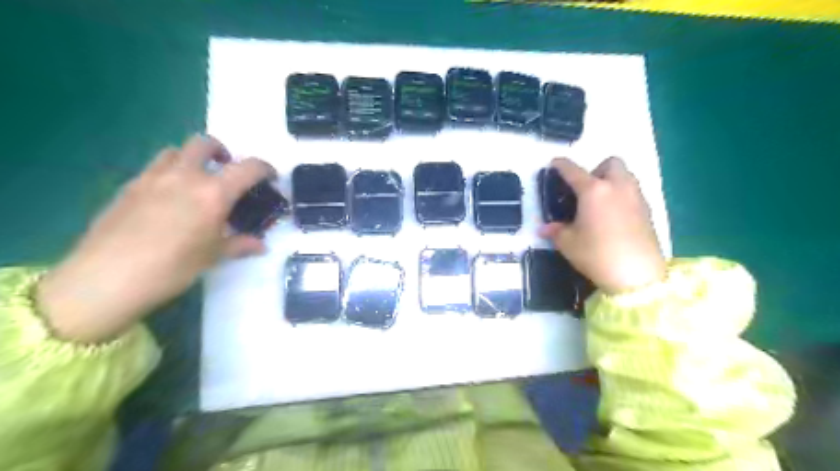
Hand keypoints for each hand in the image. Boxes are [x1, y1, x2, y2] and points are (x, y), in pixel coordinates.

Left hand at [38, 134, 274, 342]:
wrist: (107, 277)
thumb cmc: (173, 267)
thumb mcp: (213, 256)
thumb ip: (240, 244)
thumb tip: (260, 245)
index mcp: (213, 193)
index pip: (248, 168)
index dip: (265, 169)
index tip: (271, 177)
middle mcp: (184, 176)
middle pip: (205, 144)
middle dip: (222, 151)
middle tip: (227, 169)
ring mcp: (152, 177)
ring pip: (175, 151)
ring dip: (191, 159)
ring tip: (196, 181)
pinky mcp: (128, 187)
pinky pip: (153, 168)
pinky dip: (169, 173)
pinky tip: (168, 199)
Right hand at [541, 157, 666, 291]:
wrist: (637, 274)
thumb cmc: (596, 254)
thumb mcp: (568, 243)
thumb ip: (556, 231)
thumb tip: (544, 228)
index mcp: (593, 190)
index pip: (573, 170)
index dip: (561, 165)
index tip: (555, 163)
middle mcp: (616, 187)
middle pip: (610, 163)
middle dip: (597, 169)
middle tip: (586, 189)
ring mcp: (635, 197)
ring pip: (626, 176)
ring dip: (612, 181)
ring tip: (599, 203)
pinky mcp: (648, 211)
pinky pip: (633, 192)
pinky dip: (622, 196)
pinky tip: (613, 216)